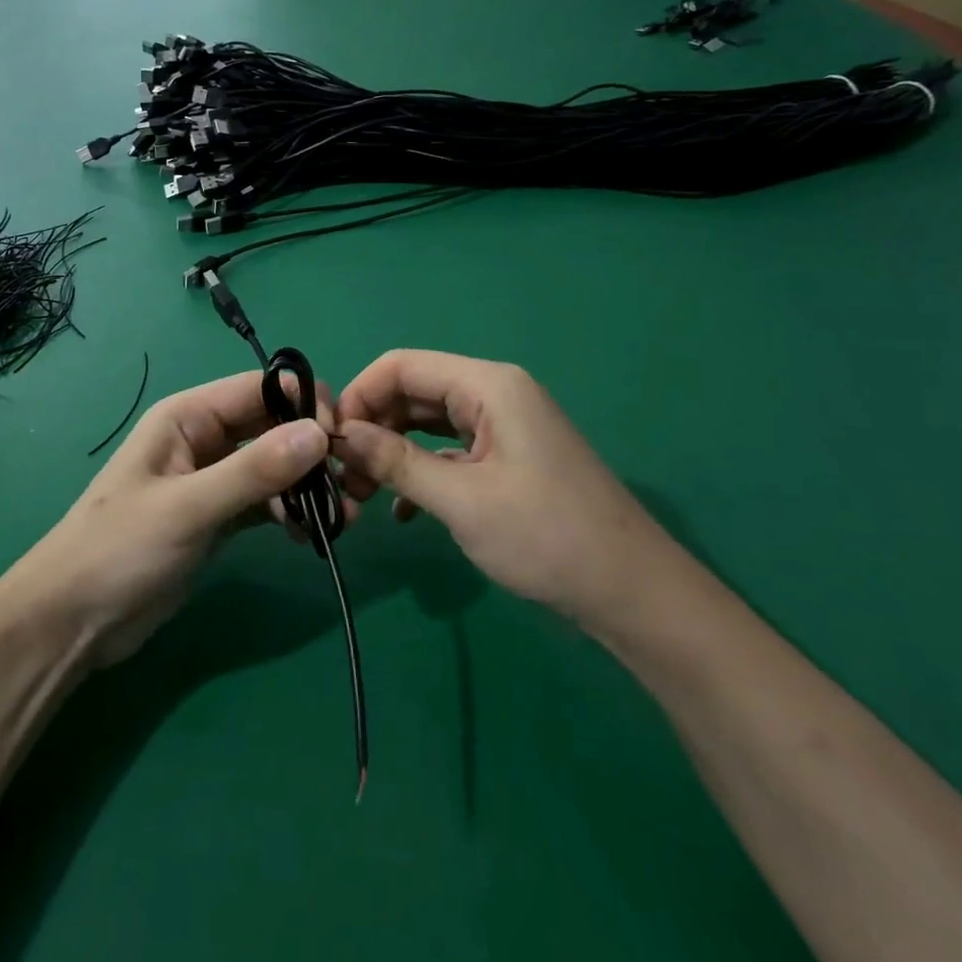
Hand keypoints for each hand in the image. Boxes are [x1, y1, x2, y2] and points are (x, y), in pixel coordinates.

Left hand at [12, 371, 336, 666]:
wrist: (71, 622)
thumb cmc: (119, 550)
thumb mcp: (188, 508)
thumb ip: (253, 471)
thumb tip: (318, 434)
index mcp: (187, 417)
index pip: (259, 389)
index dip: (302, 403)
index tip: (341, 438)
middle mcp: (203, 439)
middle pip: (271, 426)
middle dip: (311, 448)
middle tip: (351, 482)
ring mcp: (211, 479)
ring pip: (272, 466)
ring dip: (306, 485)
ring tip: (339, 518)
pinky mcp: (217, 517)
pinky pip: (264, 501)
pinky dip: (289, 511)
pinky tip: (310, 536)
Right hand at [333, 350, 670, 635]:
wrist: (633, 594)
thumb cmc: (547, 537)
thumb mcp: (461, 500)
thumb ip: (395, 461)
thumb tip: (339, 436)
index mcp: (488, 385)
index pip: (402, 366)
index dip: (359, 395)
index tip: (328, 440)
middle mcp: (495, 394)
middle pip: (413, 392)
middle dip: (372, 427)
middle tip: (340, 474)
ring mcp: (504, 426)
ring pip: (428, 423)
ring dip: (392, 452)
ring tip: (360, 493)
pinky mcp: (508, 458)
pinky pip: (450, 450)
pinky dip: (421, 471)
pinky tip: (402, 510)